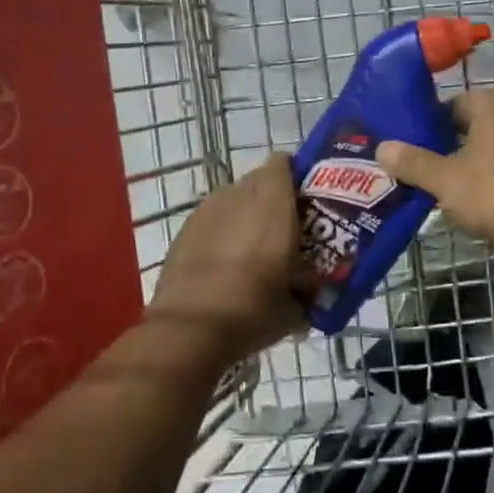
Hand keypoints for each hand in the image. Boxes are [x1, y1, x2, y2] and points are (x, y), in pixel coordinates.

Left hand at [147, 153, 311, 366]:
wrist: (190, 329)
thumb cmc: (253, 310)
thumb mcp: (295, 307)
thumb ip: (307, 288)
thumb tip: (310, 289)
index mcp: (273, 203)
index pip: (283, 163)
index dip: (294, 176)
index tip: (305, 201)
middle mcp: (239, 195)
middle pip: (258, 180)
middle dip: (272, 198)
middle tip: (283, 229)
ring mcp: (207, 210)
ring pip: (233, 199)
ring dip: (245, 214)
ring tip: (252, 248)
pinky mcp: (184, 229)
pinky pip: (211, 219)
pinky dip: (221, 231)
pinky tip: (223, 262)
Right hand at [377, 90, 493, 258]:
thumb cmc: (493, 191)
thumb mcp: (443, 179)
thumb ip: (412, 162)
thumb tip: (382, 148)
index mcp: (491, 105)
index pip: (451, 104)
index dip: (427, 123)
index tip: (407, 145)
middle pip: (470, 127)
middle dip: (445, 146)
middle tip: (417, 168)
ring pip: (489, 151)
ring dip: (467, 166)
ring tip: (439, 189)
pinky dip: (488, 182)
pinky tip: (471, 204)